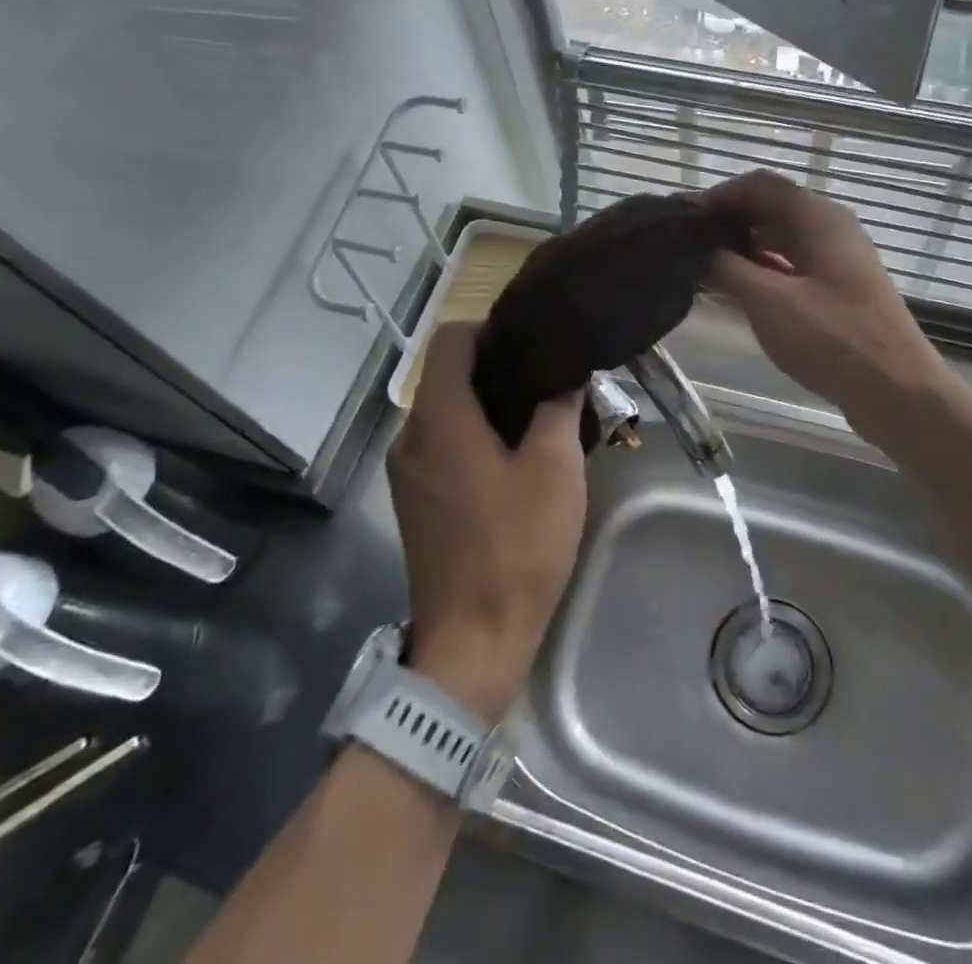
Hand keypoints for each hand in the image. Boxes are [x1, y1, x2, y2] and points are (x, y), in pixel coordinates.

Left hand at [387, 323, 586, 722]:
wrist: (473, 642)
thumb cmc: (516, 547)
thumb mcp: (554, 469)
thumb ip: (558, 409)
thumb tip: (564, 375)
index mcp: (440, 420)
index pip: (450, 341)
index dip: (489, 329)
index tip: (532, 343)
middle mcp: (412, 438)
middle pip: (446, 375)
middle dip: (495, 368)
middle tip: (547, 379)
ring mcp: (407, 473)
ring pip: (445, 413)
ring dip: (487, 404)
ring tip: (537, 416)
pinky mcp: (415, 502)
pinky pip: (442, 446)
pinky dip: (473, 436)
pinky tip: (514, 458)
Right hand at [704, 171, 946, 423]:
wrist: (898, 392)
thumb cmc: (833, 339)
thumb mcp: (769, 302)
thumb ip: (727, 269)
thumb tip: (697, 250)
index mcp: (819, 218)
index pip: (760, 185)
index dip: (719, 195)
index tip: (683, 219)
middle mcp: (831, 230)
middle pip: (771, 210)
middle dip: (728, 223)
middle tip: (687, 246)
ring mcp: (837, 262)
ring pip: (781, 241)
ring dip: (743, 250)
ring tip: (702, 269)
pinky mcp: (838, 293)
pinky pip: (792, 268)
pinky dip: (762, 273)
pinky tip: (735, 293)